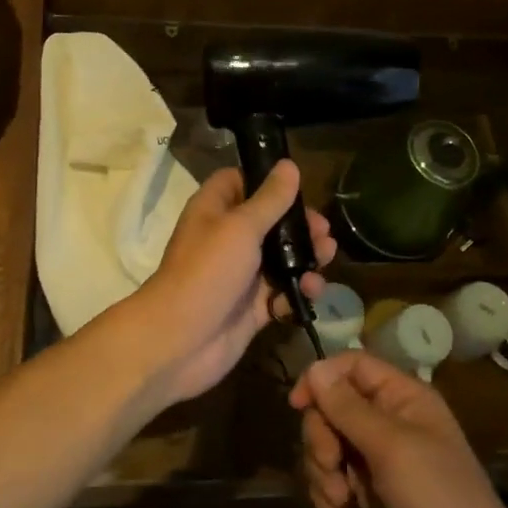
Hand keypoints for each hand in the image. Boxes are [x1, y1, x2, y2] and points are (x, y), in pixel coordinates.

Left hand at [133, 161, 334, 405]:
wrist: (181, 341)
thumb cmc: (207, 271)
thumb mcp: (241, 227)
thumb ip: (270, 199)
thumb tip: (289, 165)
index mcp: (214, 210)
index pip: (239, 182)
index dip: (266, 180)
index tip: (297, 186)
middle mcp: (227, 238)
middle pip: (269, 221)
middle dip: (299, 225)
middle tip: (323, 232)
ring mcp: (240, 275)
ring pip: (280, 259)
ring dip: (306, 257)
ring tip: (326, 258)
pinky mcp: (252, 307)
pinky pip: (282, 293)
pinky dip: (298, 291)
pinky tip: (311, 291)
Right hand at [290, 352, 507, 507]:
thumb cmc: (439, 499)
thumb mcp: (392, 448)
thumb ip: (349, 408)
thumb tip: (314, 367)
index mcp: (403, 396)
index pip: (352, 366)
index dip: (322, 378)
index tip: (297, 406)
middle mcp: (389, 419)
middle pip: (332, 405)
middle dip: (321, 435)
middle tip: (331, 465)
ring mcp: (378, 456)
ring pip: (328, 441)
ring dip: (321, 468)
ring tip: (337, 499)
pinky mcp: (369, 490)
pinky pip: (332, 474)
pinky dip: (326, 490)